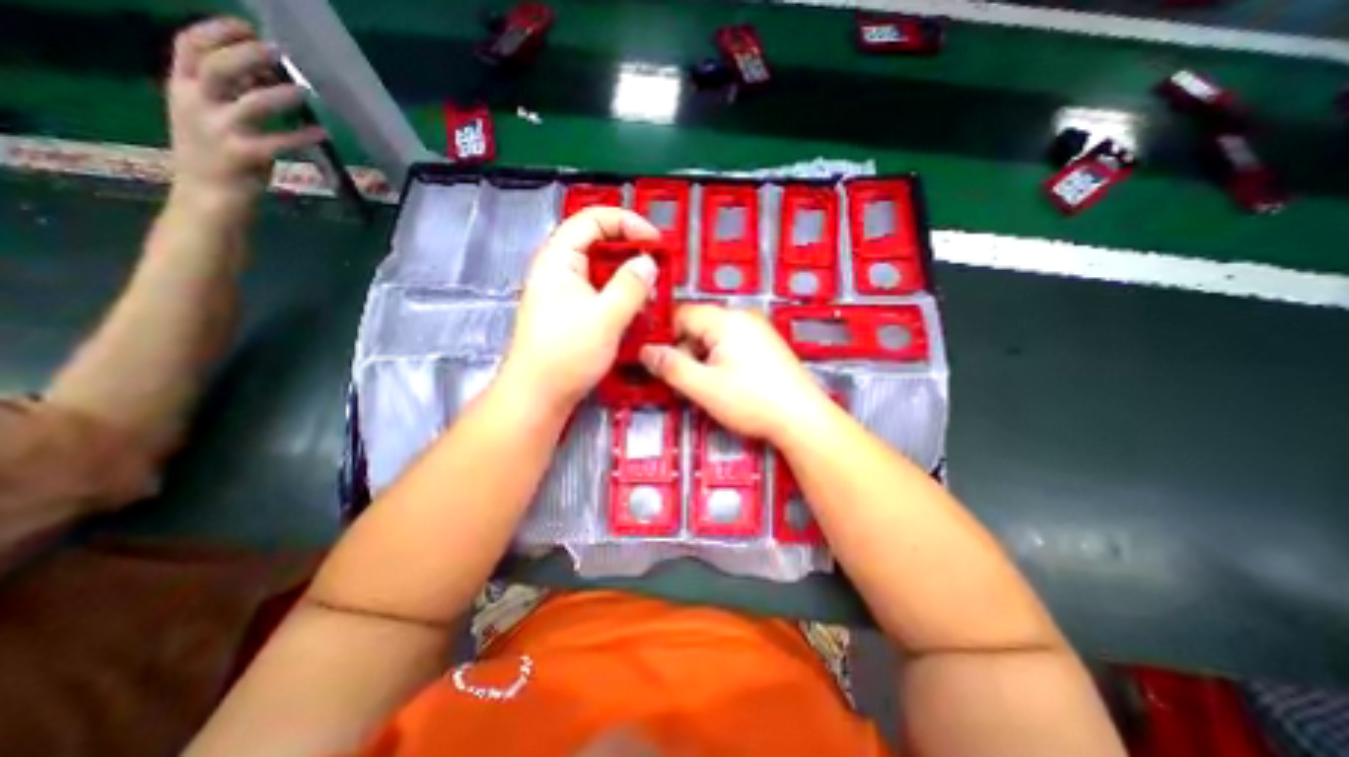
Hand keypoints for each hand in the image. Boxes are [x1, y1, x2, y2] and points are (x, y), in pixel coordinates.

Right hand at [165, 19, 324, 211]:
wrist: (206, 196)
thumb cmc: (217, 156)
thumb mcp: (213, 117)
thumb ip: (233, 95)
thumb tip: (262, 72)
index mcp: (181, 88)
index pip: (187, 47)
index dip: (215, 32)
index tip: (244, 25)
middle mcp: (193, 103)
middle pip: (216, 67)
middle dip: (247, 55)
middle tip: (278, 50)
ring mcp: (217, 130)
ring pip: (248, 102)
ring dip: (278, 95)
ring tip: (304, 91)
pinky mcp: (242, 155)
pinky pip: (277, 143)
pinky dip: (301, 136)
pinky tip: (322, 133)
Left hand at [498, 208, 663, 412]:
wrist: (538, 395)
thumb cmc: (566, 354)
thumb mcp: (605, 318)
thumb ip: (631, 286)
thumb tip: (648, 263)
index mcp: (558, 259)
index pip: (592, 219)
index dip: (626, 222)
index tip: (655, 240)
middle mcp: (559, 269)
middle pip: (598, 242)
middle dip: (631, 249)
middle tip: (658, 264)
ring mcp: (564, 291)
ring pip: (602, 270)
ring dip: (628, 275)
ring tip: (652, 289)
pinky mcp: (571, 311)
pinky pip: (600, 291)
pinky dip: (621, 294)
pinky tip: (636, 309)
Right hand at [640, 301, 826, 440]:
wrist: (801, 418)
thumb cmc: (752, 401)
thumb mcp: (703, 387)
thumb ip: (671, 366)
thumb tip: (646, 351)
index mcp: (726, 320)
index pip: (681, 314)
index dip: (666, 337)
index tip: (661, 363)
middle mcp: (742, 317)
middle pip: (698, 325)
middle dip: (686, 351)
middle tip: (688, 381)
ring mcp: (757, 329)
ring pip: (713, 337)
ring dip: (703, 358)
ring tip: (710, 386)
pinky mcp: (766, 344)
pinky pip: (732, 344)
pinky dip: (721, 360)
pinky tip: (728, 383)